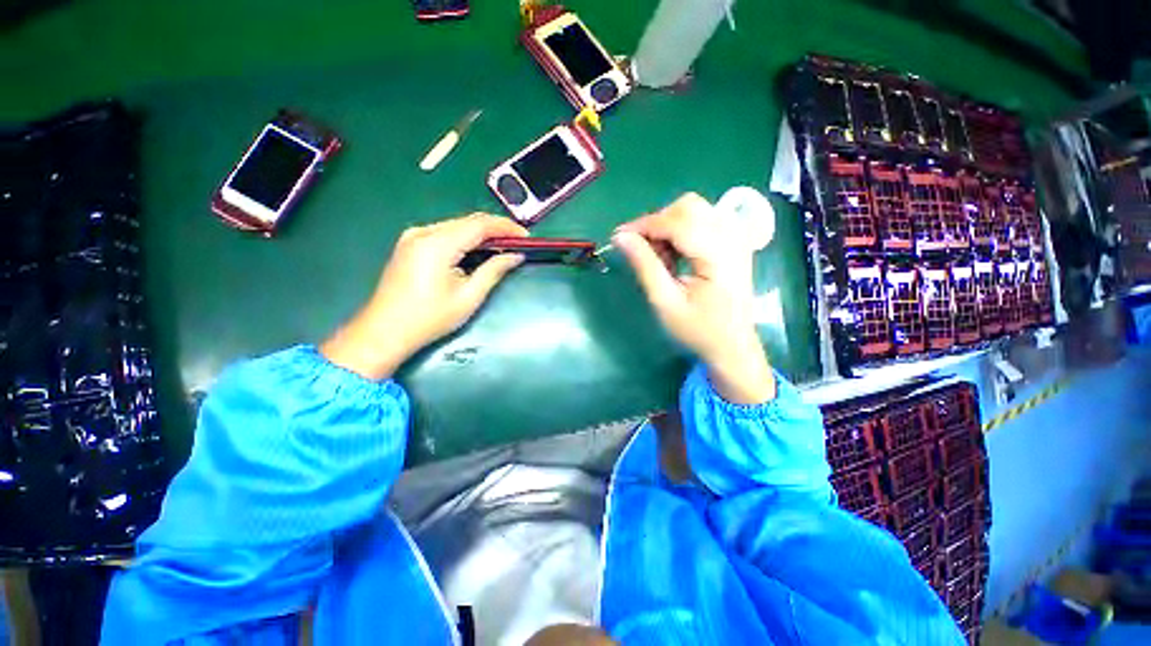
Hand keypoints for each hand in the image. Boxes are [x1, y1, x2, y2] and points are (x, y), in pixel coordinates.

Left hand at [321, 214, 527, 379]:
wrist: (385, 331)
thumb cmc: (430, 318)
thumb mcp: (469, 297)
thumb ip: (494, 271)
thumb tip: (516, 255)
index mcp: (437, 244)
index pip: (479, 224)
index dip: (506, 227)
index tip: (527, 237)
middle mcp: (423, 232)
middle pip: (467, 221)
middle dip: (495, 229)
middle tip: (518, 242)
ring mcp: (413, 236)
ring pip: (456, 226)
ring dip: (481, 234)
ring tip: (502, 247)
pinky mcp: (410, 244)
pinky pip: (444, 233)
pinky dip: (465, 239)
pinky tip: (477, 251)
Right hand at [614, 193, 774, 403]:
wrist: (733, 344)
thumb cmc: (698, 329)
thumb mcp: (665, 302)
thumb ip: (644, 265)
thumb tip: (620, 237)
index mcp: (719, 255)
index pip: (677, 222)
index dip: (644, 225)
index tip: (618, 237)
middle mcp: (733, 237)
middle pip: (688, 206)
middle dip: (658, 223)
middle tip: (643, 251)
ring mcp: (738, 237)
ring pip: (695, 209)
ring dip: (669, 226)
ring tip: (661, 258)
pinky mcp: (736, 241)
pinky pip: (704, 219)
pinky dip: (683, 230)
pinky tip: (677, 254)